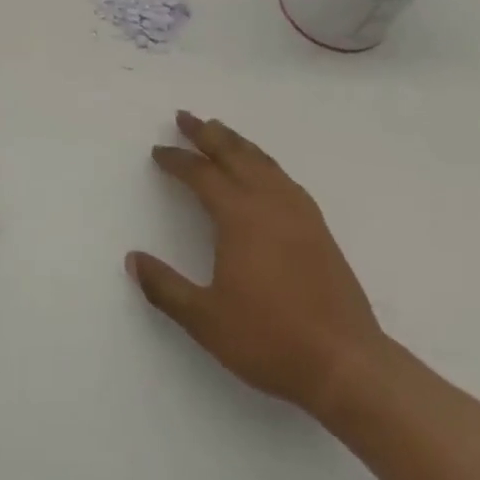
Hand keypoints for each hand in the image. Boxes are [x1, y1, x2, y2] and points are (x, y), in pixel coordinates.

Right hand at [127, 111, 388, 425]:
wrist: (346, 363)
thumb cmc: (270, 339)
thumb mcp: (205, 319)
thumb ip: (165, 288)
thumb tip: (133, 259)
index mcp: (239, 216)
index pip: (201, 174)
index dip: (177, 160)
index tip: (158, 152)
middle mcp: (269, 202)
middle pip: (233, 154)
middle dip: (206, 133)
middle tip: (185, 116)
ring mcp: (298, 212)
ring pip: (262, 161)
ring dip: (237, 142)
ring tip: (220, 130)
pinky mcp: (318, 228)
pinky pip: (284, 177)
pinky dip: (264, 162)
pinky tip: (263, 170)